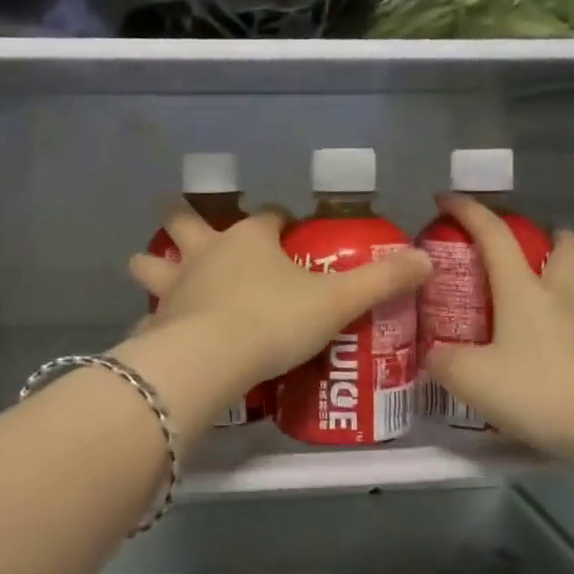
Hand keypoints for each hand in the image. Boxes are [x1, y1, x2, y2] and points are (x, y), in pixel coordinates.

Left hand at [126, 208, 432, 395]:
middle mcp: (207, 253)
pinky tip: (153, 329)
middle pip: (188, 223)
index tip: (290, 229)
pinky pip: (150, 314)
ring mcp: (176, 286)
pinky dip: (151, 317)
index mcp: (250, 239)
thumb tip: (426, 259)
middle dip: (184, 217)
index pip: (268, 216)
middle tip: (180, 215)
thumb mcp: (338, 301)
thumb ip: (382, 280)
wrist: (212, 358)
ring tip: (147, 264)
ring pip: (155, 263)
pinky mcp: (157, 322)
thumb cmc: (275, 319)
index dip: (281, 221)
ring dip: (152, 262)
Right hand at [423, 194, 573, 461]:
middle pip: (564, 246)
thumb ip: (443, 361)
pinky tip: (562, 327)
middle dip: (547, 234)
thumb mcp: (471, 379)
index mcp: (523, 290)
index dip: (469, 211)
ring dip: (573, 263)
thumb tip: (432, 354)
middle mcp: (559, 295)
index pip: (494, 236)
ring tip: (553, 274)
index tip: (446, 198)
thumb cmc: (538, 391)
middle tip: (527, 244)